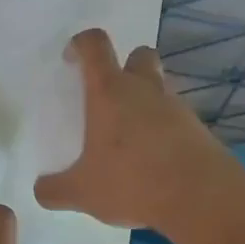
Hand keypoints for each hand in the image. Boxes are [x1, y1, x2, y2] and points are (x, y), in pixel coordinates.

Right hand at [34, 29, 235, 231]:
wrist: (203, 198)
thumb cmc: (133, 182)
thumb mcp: (83, 192)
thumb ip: (56, 189)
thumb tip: (41, 190)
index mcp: (110, 92)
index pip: (94, 45)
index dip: (80, 44)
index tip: (71, 61)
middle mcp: (144, 90)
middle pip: (139, 55)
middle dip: (125, 66)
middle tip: (109, 96)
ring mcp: (176, 107)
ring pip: (160, 88)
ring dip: (146, 101)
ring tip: (130, 138)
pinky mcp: (199, 129)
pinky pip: (177, 118)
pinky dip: (164, 130)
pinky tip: (155, 160)